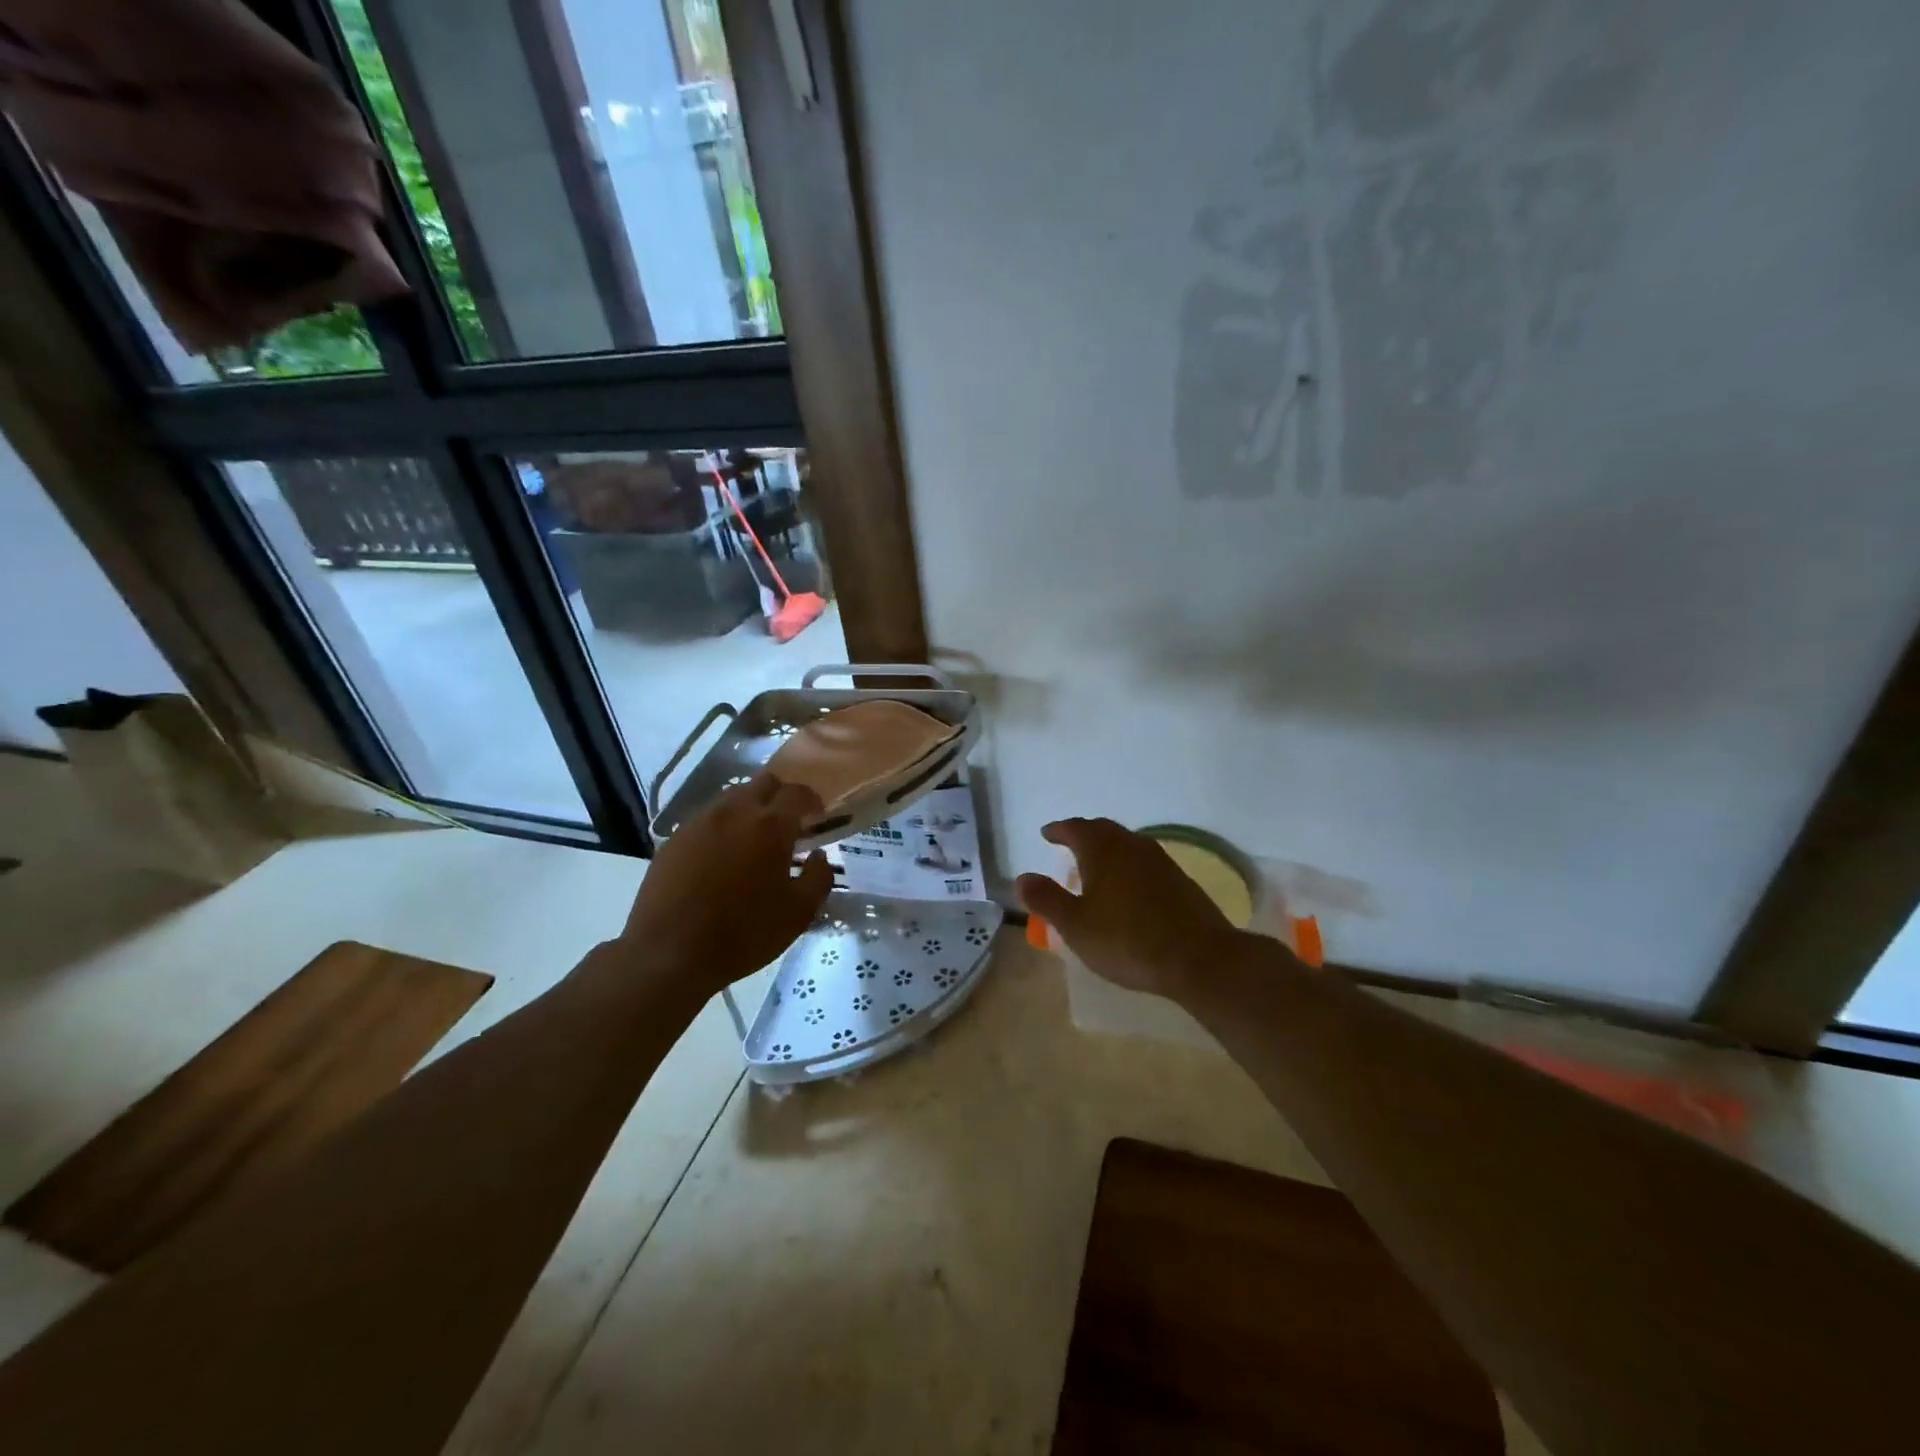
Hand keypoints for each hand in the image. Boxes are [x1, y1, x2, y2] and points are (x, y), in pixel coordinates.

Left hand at [619, 774, 832, 995]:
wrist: (669, 954)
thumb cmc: (744, 933)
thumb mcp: (799, 913)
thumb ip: (819, 878)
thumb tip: (817, 856)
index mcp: (770, 826)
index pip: (798, 793)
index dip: (812, 801)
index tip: (817, 818)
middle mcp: (735, 812)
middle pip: (764, 783)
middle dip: (780, 797)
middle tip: (787, 825)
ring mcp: (700, 822)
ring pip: (732, 798)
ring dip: (749, 810)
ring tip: (753, 841)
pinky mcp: (674, 839)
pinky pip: (706, 819)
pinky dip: (722, 828)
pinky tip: (721, 858)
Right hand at [1016, 818, 1243, 1000]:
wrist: (1198, 958)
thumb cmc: (1127, 940)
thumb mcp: (1076, 925)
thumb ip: (1047, 899)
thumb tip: (1023, 877)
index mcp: (1103, 850)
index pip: (1075, 828)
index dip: (1058, 830)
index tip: (1047, 834)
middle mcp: (1132, 845)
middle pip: (1103, 830)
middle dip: (1083, 834)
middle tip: (1068, 844)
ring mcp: (1160, 861)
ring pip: (1126, 844)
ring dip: (1107, 849)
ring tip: (1094, 866)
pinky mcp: (1179, 880)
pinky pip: (1144, 862)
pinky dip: (1127, 865)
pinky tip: (1126, 887)